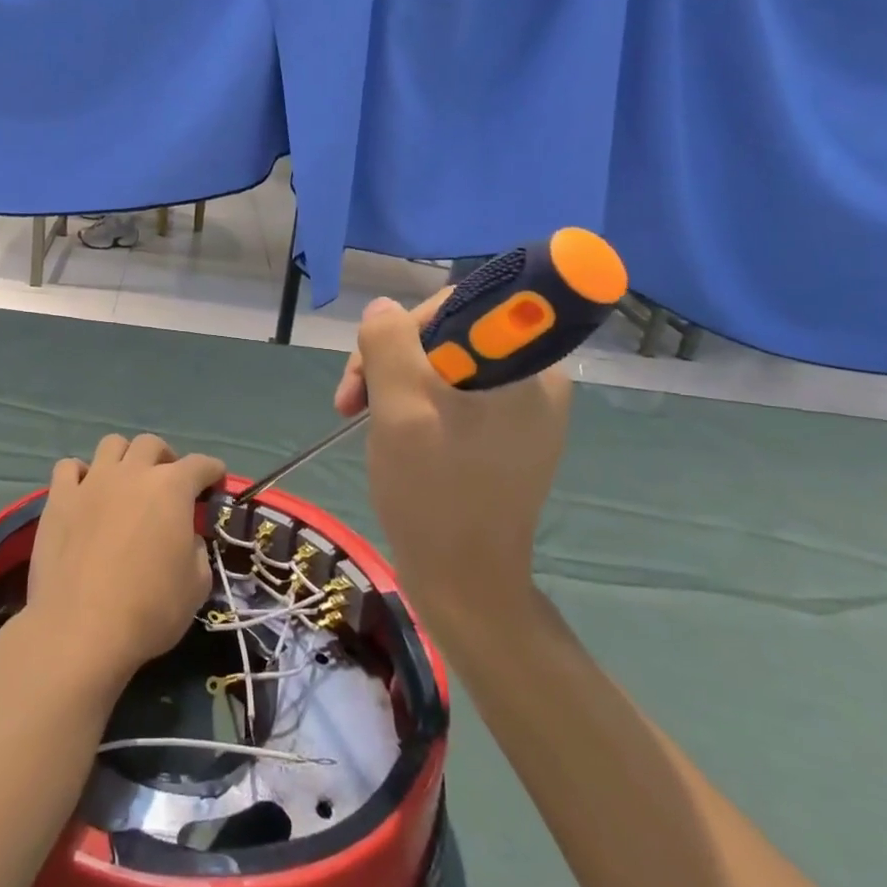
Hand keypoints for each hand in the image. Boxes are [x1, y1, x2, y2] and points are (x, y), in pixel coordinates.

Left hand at [26, 433, 227, 683]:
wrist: (81, 629)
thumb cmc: (150, 610)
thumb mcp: (197, 585)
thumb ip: (196, 549)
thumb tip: (185, 537)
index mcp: (172, 488)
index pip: (200, 465)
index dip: (212, 471)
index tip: (215, 482)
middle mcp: (132, 473)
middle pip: (151, 444)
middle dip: (165, 458)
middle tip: (168, 484)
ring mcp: (92, 482)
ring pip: (111, 444)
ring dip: (124, 457)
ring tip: (126, 481)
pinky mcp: (59, 498)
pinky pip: (68, 467)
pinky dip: (80, 474)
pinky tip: (84, 492)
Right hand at [344, 295, 572, 620]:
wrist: (463, 583)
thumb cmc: (434, 492)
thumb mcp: (401, 407)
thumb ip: (389, 343)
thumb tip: (383, 308)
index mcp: (528, 366)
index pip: (463, 304)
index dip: (409, 324)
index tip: (378, 361)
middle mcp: (534, 379)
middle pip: (447, 334)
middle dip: (391, 358)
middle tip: (352, 399)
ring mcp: (521, 410)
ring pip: (441, 364)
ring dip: (392, 381)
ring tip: (358, 415)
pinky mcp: (504, 435)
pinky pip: (450, 395)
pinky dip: (411, 404)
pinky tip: (388, 430)